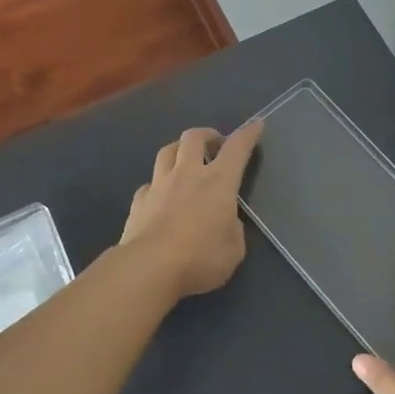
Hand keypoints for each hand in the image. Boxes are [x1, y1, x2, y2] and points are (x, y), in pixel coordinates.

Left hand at [118, 122, 263, 298]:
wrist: (149, 268)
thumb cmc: (200, 258)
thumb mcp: (234, 250)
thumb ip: (233, 229)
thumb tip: (226, 222)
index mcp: (218, 182)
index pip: (237, 148)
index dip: (248, 134)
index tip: (256, 125)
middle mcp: (188, 174)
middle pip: (194, 137)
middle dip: (207, 134)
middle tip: (215, 144)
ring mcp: (159, 185)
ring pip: (167, 152)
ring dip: (179, 150)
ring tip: (185, 160)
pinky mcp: (139, 201)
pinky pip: (150, 183)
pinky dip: (158, 184)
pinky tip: (161, 196)